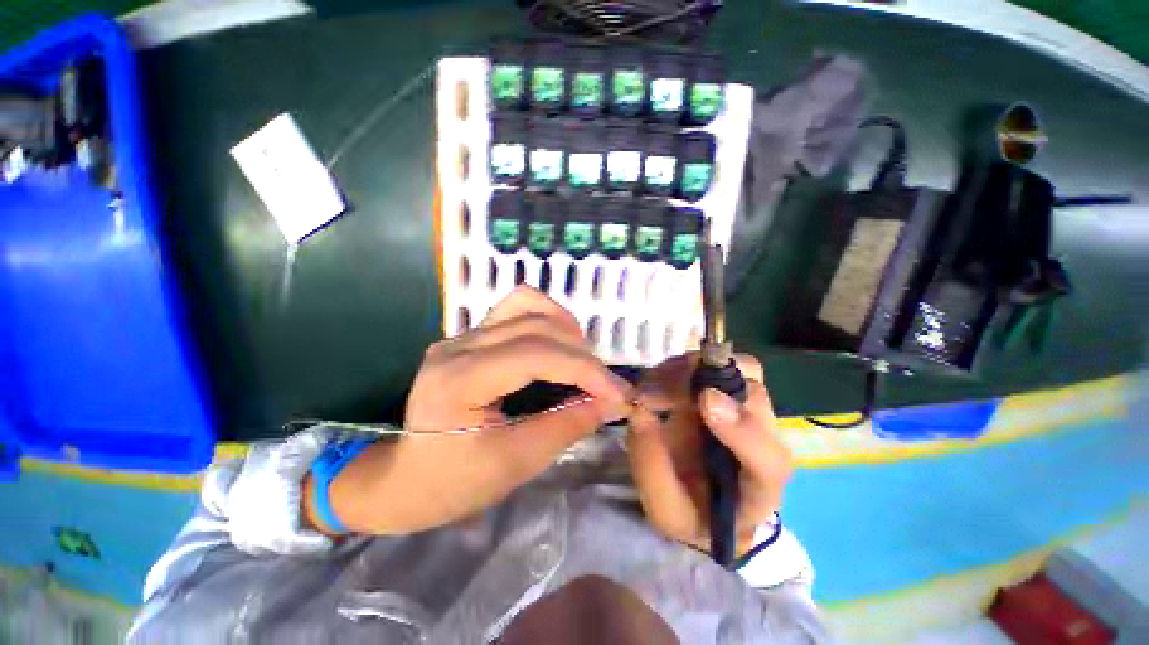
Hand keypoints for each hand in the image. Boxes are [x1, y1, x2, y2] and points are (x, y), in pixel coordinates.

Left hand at [306, 286, 632, 535]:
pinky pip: (518, 309)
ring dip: (566, 330)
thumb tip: (614, 402)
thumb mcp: (515, 463)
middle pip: (536, 326)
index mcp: (459, 380)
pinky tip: (559, 346)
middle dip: (582, 356)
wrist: (406, 478)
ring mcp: (463, 334)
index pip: (535, 355)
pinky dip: (548, 321)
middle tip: (605, 387)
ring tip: (583, 363)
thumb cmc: (453, 483)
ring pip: (528, 305)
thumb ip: (568, 426)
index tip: (620, 393)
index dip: (585, 371)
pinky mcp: (471, 335)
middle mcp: (458, 345)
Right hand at [627, 353, 791, 557]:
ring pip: (738, 369)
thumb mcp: (665, 510)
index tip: (705, 401)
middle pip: (755, 395)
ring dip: (691, 368)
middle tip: (657, 388)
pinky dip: (684, 365)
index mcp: (759, 487)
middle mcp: (763, 441)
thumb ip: (652, 468)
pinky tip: (659, 377)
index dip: (742, 428)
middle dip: (706, 383)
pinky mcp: (726, 392)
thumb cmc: (690, 514)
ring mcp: (746, 411)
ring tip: (652, 382)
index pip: (768, 460)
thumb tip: (640, 411)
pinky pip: (714, 365)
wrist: (703, 503)